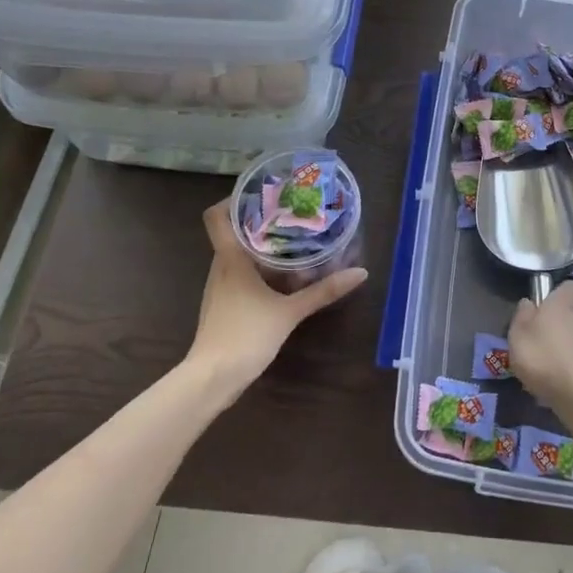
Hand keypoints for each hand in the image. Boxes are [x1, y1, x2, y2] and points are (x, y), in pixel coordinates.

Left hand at [185, 200, 367, 403]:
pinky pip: (237, 274)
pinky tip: (278, 276)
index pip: (216, 216)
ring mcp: (218, 287)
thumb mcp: (290, 312)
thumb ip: (323, 291)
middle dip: (257, 221)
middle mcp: (220, 267)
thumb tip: (360, 272)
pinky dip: (256, 268)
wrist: (212, 378)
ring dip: (258, 245)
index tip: (261, 194)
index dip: (233, 200)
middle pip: (231, 232)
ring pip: (235, 254)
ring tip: (289, 239)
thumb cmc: (246, 335)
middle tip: (289, 213)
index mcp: (230, 258)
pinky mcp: (222, 305)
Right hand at [506, 280, 572, 412]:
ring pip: (569, 337)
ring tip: (538, 363)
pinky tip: (549, 380)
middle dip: (552, 323)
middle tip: (533, 338)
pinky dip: (562, 365)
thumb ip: (522, 315)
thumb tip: (528, 302)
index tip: (546, 300)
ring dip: (556, 345)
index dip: (559, 291)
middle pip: (566, 314)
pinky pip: (572, 359)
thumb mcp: (518, 333)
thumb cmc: (541, 356)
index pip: (569, 287)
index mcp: (560, 306)